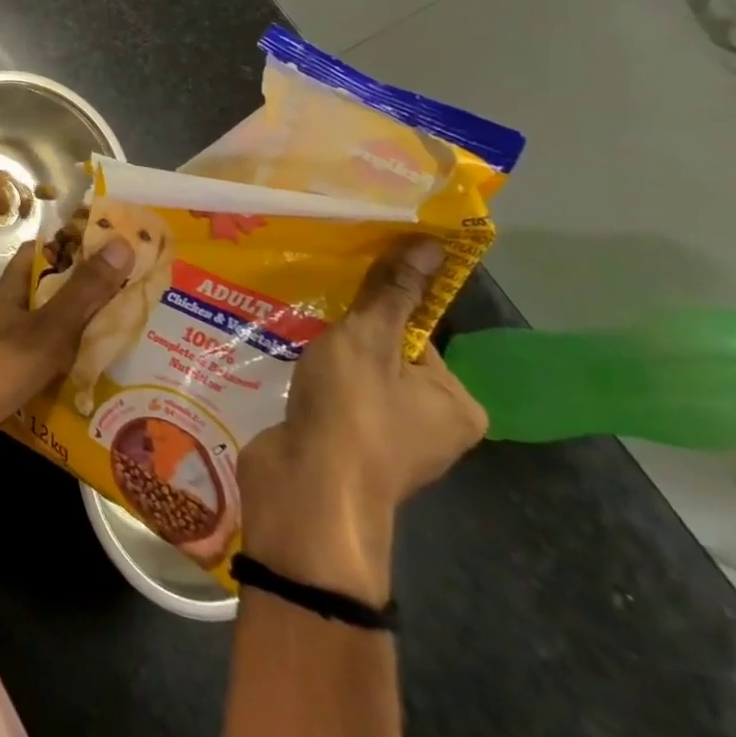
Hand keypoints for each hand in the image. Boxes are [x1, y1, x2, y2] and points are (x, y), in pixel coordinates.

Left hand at [0, 237, 134, 480]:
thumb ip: (85, 290)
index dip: (74, 246)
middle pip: (53, 295)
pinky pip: (49, 374)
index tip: (114, 247)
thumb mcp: (49, 326)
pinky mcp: (12, 385)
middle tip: (139, 300)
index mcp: (13, 290)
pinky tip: (105, 389)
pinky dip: (73, 377)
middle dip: (91, 297)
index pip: (41, 253)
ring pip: (53, 337)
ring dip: (85, 340)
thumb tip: (122, 244)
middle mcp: (9, 314)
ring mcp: (8, 351)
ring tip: (134, 344)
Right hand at [237, 235, 486, 601]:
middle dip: (342, 335)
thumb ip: (393, 294)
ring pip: (352, 378)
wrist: (306, 492)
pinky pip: (330, 401)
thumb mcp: (368, 340)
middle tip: (309, 314)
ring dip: (320, 358)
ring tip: (289, 336)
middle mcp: (430, 426)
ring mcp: (385, 442)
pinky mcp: (344, 450)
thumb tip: (432, 244)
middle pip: (383, 355)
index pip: (417, 335)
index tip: (338, 299)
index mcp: (455, 403)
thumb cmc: (351, 412)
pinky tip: (280, 369)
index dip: (376, 312)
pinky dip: (308, 384)